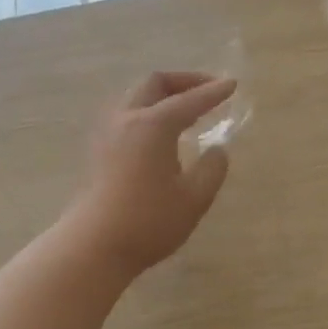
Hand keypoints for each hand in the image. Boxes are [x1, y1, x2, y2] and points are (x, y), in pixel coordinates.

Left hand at [63, 72, 234, 275]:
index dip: (214, 92)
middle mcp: (128, 119)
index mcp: (154, 125)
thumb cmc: (149, 222)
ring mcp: (108, 134)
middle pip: (155, 84)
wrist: (94, 246)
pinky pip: (127, 116)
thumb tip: (218, 150)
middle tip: (208, 90)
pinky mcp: (98, 151)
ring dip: (163, 96)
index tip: (232, 85)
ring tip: (186, 111)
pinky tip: (161, 134)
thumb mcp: (194, 198)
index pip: (190, 100)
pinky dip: (149, 112)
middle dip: (185, 81)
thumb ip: (212, 169)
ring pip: (136, 97)